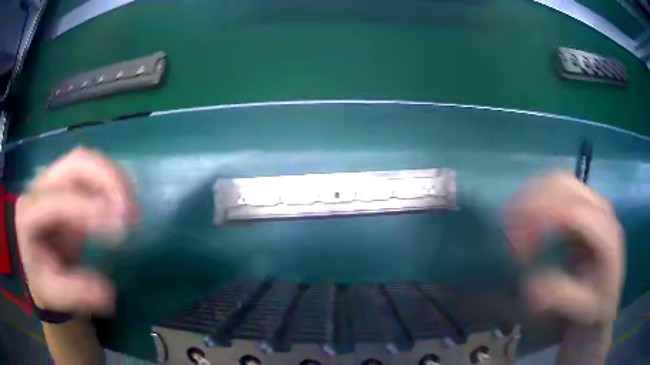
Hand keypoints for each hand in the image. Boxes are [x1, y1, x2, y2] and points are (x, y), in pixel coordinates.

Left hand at [16, 148, 135, 315]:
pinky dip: (113, 180)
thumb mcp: (57, 295)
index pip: (56, 200)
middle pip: (74, 164)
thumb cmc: (45, 283)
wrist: (41, 267)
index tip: (120, 229)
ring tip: (132, 210)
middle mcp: (39, 187)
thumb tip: (108, 292)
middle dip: (106, 180)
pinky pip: (93, 169)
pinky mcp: (67, 182)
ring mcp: (53, 180)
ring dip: (113, 179)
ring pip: (87, 160)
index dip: (86, 209)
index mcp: (28, 214)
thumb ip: (77, 293)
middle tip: (129, 213)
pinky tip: (124, 202)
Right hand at [506, 173, 623, 362]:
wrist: (606, 296)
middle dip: (532, 203)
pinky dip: (537, 196)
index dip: (541, 222)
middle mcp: (601, 208)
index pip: (573, 212)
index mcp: (607, 234)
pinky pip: (557, 187)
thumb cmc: (594, 305)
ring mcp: (592, 202)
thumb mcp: (581, 309)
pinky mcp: (583, 203)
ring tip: (511, 221)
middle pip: (564, 186)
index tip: (514, 248)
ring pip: (558, 181)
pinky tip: (525, 215)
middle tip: (507, 231)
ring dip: (532, 196)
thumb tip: (529, 281)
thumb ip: (561, 295)